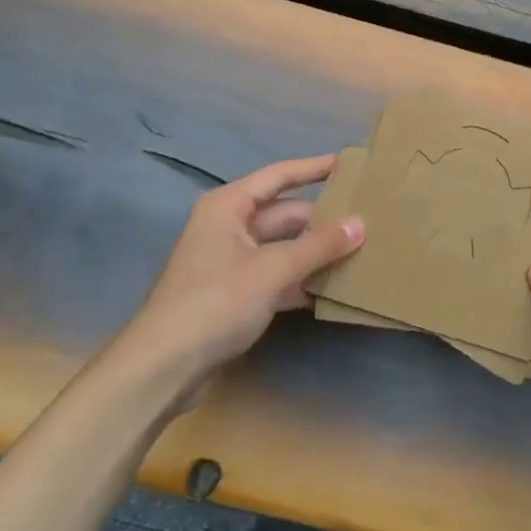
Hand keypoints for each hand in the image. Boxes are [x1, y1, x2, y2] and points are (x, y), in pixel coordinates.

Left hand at [114, 154, 363, 408]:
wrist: (163, 367)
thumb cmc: (215, 302)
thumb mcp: (272, 269)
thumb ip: (318, 246)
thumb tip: (361, 224)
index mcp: (228, 206)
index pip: (279, 176)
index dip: (314, 168)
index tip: (348, 164)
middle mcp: (228, 227)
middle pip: (283, 214)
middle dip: (321, 219)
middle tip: (367, 218)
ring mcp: (230, 262)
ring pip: (282, 247)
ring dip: (315, 252)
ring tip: (360, 251)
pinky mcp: (233, 295)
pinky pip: (275, 276)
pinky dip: (300, 280)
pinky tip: (332, 288)